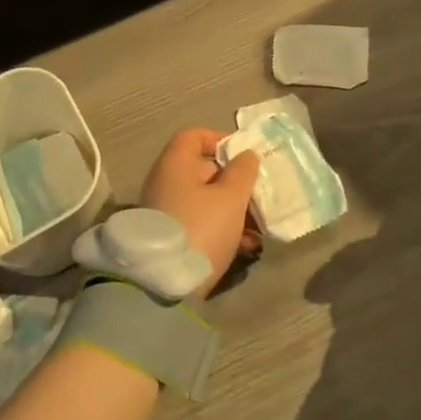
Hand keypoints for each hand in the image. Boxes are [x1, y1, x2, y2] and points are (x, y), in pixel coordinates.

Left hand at [139, 129, 261, 297]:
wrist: (163, 283)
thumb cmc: (201, 228)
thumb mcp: (230, 198)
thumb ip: (242, 172)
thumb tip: (246, 154)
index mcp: (175, 164)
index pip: (194, 136)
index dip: (219, 139)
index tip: (244, 156)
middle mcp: (164, 182)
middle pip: (201, 170)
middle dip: (233, 181)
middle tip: (257, 195)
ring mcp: (163, 210)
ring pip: (202, 199)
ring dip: (231, 209)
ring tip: (257, 228)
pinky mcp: (167, 236)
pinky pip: (197, 222)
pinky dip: (219, 228)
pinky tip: (244, 247)